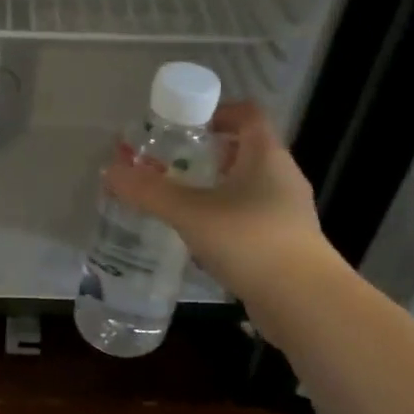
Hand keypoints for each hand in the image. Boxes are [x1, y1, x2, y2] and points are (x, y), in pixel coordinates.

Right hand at [102, 101, 335, 307]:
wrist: (303, 302)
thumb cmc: (250, 241)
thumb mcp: (191, 213)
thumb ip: (149, 192)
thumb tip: (110, 171)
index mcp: (267, 155)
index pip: (248, 114)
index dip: (217, 112)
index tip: (184, 125)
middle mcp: (282, 177)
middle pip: (246, 150)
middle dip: (208, 154)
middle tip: (171, 164)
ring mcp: (287, 212)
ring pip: (247, 187)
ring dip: (216, 189)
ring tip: (180, 202)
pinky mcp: (285, 243)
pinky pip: (250, 218)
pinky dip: (225, 219)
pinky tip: (201, 239)